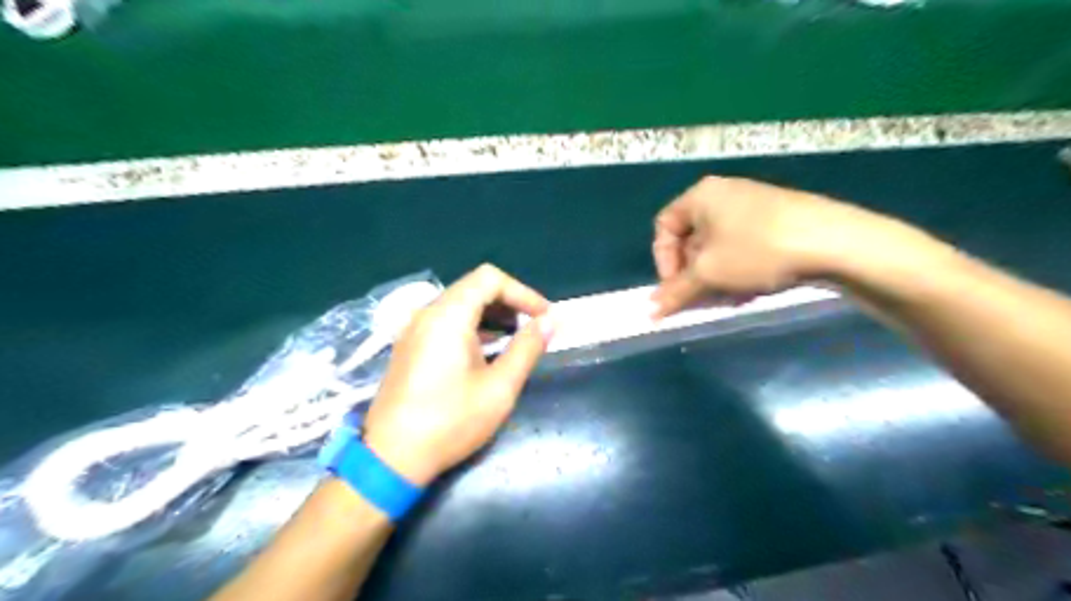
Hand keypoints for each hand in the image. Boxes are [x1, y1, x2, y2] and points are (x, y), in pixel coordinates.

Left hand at [365, 266, 556, 484]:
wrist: (391, 458)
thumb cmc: (450, 422)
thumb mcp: (499, 387)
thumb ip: (527, 348)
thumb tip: (550, 321)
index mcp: (448, 316)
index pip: (490, 279)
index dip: (523, 292)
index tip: (544, 317)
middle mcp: (427, 313)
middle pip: (474, 287)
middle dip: (510, 302)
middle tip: (534, 328)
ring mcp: (414, 330)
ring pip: (460, 304)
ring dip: (492, 314)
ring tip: (516, 339)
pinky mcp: (409, 346)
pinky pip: (446, 322)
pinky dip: (473, 326)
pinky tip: (487, 352)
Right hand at [652, 175, 887, 315]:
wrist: (833, 241)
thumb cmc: (756, 249)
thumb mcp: (709, 273)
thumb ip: (675, 291)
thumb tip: (649, 311)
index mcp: (701, 195)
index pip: (664, 227)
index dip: (663, 260)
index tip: (675, 288)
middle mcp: (723, 194)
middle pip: (692, 238)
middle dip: (692, 274)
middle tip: (700, 299)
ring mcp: (752, 205)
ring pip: (718, 247)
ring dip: (714, 277)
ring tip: (728, 298)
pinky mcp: (776, 219)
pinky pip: (742, 246)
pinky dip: (737, 270)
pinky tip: (750, 290)